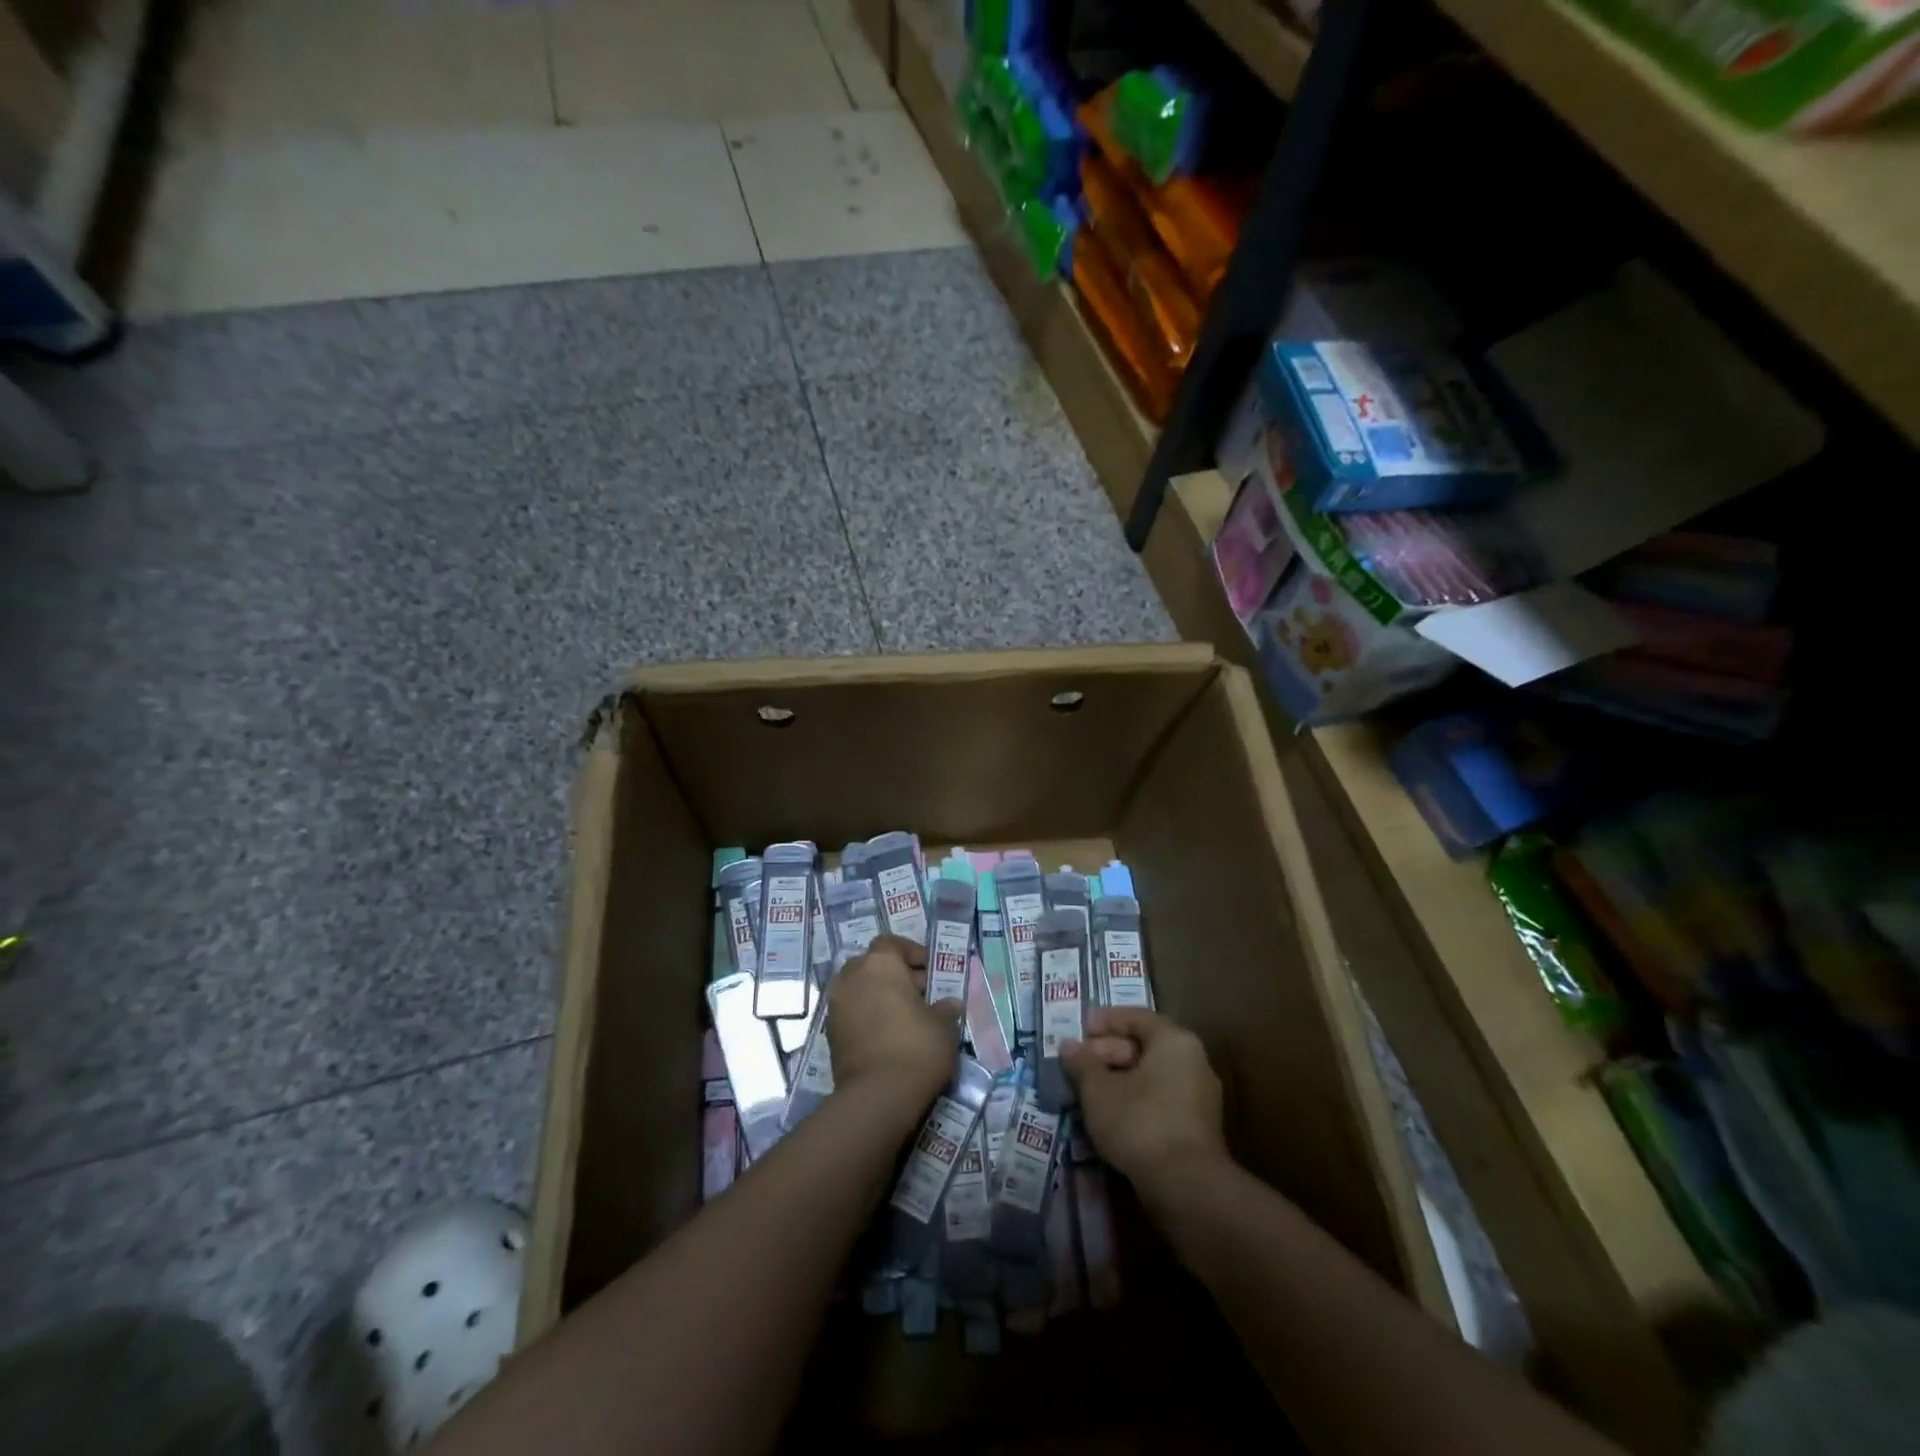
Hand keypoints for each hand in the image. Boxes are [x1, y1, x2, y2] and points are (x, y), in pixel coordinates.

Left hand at [825, 935, 960, 1109]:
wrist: (877, 1096)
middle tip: (920, 996)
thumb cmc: (917, 1047)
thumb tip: (949, 1004)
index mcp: (880, 963)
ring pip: (860, 989)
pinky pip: (851, 1012)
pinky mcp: (829, 1033)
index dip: (912, 953)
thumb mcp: (943, 1026)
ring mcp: (836, 1004)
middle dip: (895, 976)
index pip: (892, 943)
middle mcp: (852, 976)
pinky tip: (887, 1035)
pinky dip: (866, 1016)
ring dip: (878, 996)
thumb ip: (945, 1009)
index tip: (930, 971)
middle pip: (873, 965)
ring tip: (904, 1017)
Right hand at [1063, 1007, 1228, 1196]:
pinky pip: (1161, 1099)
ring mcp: (1200, 1097)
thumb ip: (1082, 1064)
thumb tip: (1068, 1046)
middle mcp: (1194, 1062)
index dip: (1106, 1021)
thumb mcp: (1098, 1090)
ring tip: (1089, 1092)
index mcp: (1174, 1041)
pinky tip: (1111, 1116)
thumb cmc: (1140, 1122)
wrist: (1187, 1187)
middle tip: (1080, 1064)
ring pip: (1153, 1075)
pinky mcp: (1198, 1128)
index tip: (1080, 1031)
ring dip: (1119, 1079)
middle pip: (1146, 1046)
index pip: (1137, 1017)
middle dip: (1109, 1052)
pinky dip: (1136, 1100)